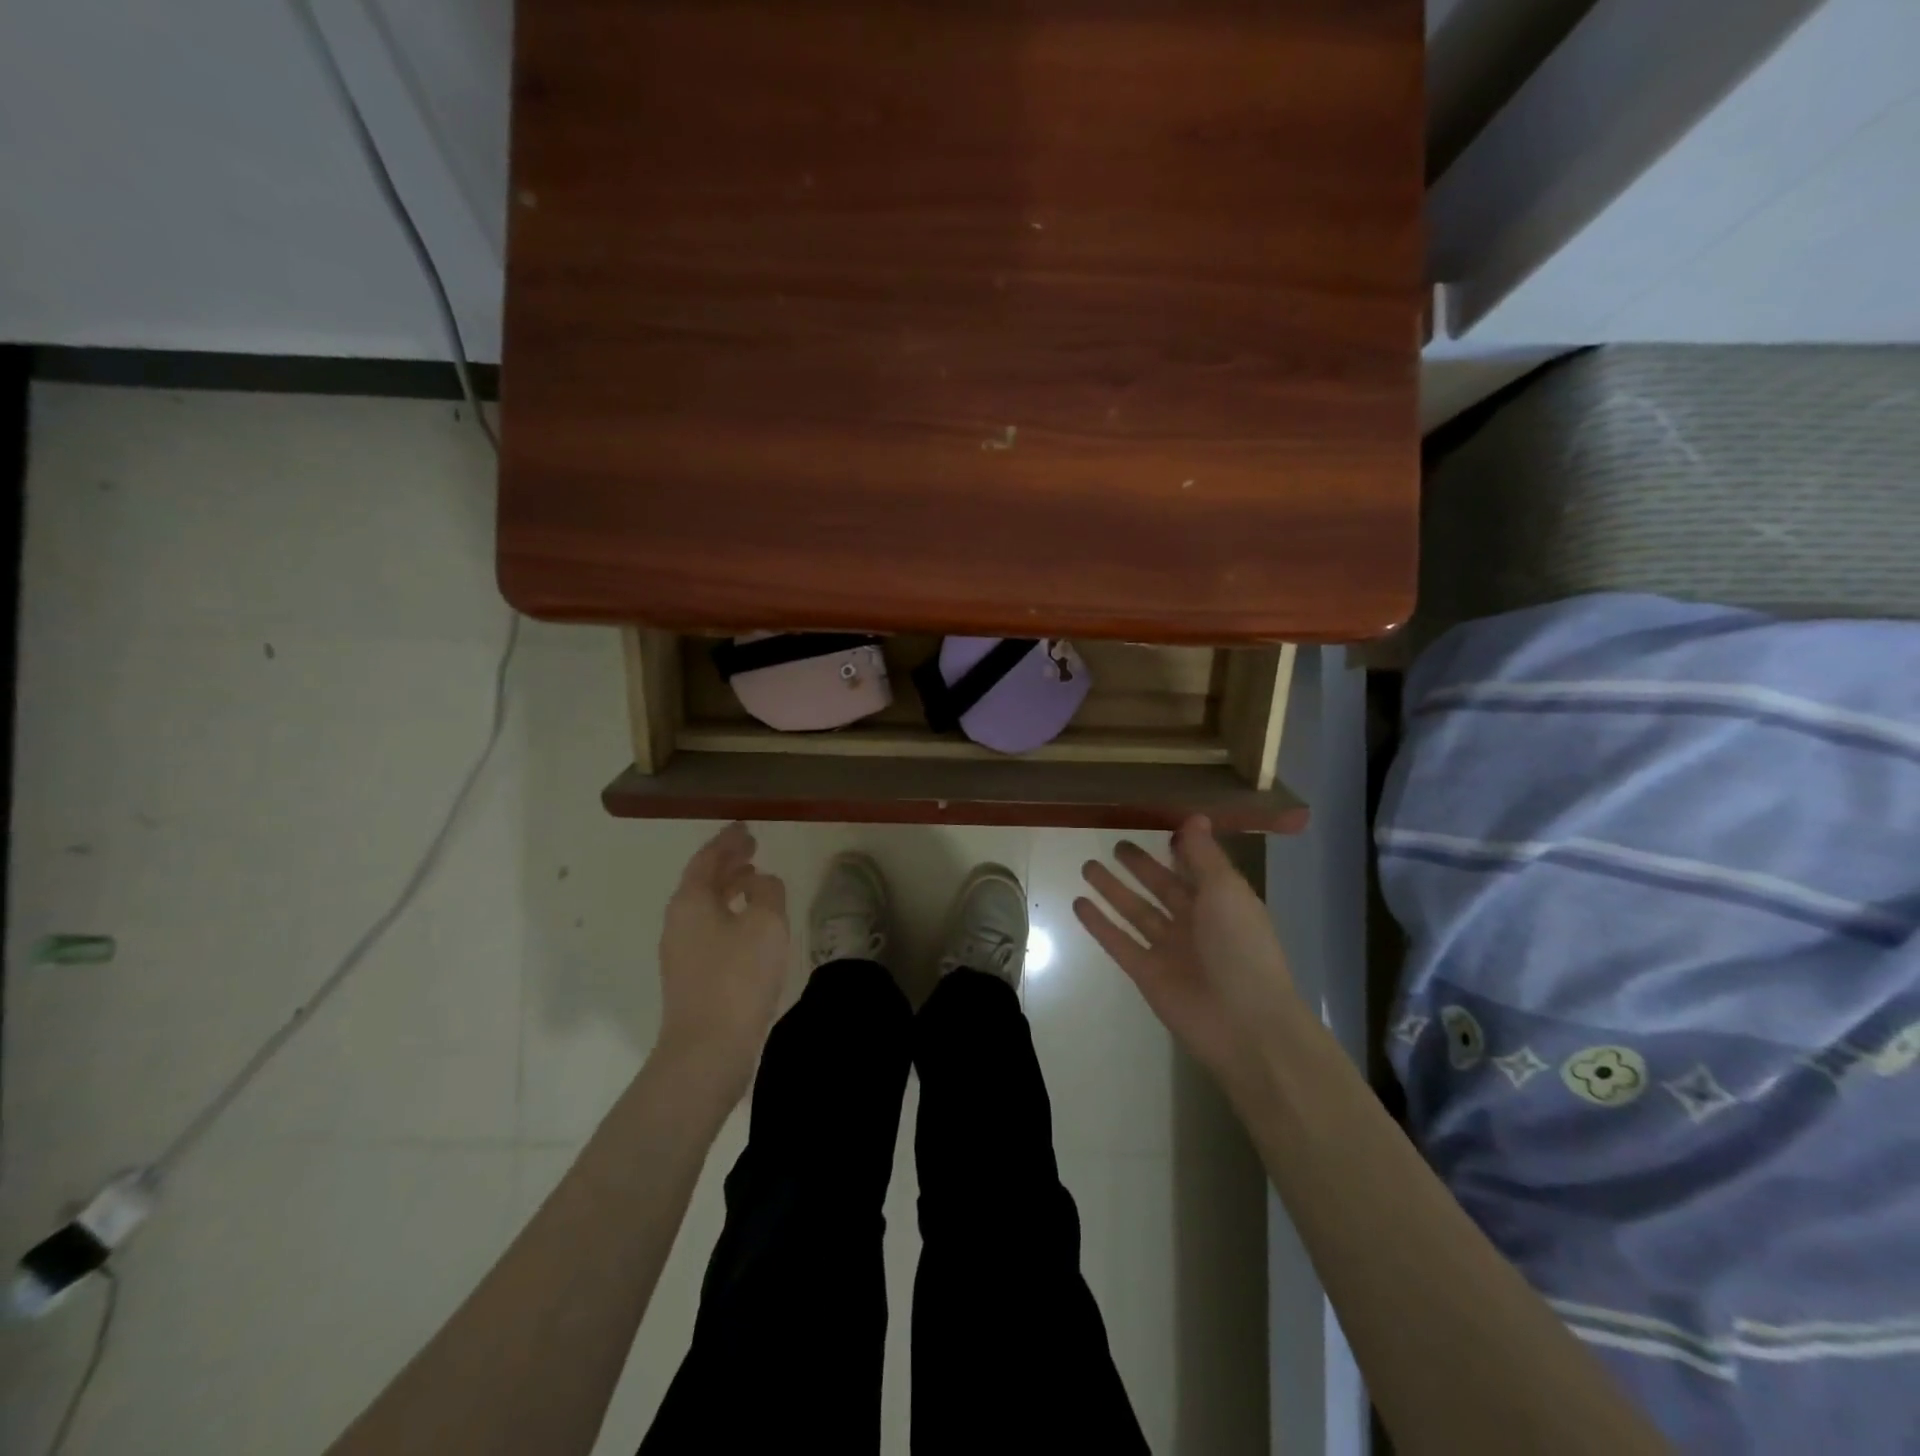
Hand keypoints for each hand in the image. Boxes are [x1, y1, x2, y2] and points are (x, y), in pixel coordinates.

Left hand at [656, 822, 789, 1094]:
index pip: (708, 858)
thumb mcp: (766, 923)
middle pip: (702, 881)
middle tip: (752, 848)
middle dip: (727, 862)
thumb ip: (767, 891)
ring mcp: (680, 950)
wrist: (707, 1049)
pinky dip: (728, 914)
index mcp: (691, 900)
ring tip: (754, 880)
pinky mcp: (690, 976)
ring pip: (705, 906)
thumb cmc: (738, 977)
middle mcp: (678, 920)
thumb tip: (760, 882)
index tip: (745, 827)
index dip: (728, 840)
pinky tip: (749, 926)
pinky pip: (709, 928)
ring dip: (728, 888)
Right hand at [1074, 815, 1299, 1084]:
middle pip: (1162, 887)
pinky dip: (1099, 924)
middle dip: (1140, 867)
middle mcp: (1195, 923)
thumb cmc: (1241, 947)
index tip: (1157, 828)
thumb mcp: (1226, 890)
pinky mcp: (1146, 973)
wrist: (1244, 1024)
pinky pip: (1118, 942)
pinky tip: (1078, 903)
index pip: (1196, 868)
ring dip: (1113, 890)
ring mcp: (1169, 949)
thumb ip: (1204, 855)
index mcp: (1222, 902)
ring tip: (1086, 866)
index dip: (1179, 849)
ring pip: (1135, 911)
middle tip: (1116, 845)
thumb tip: (1194, 817)